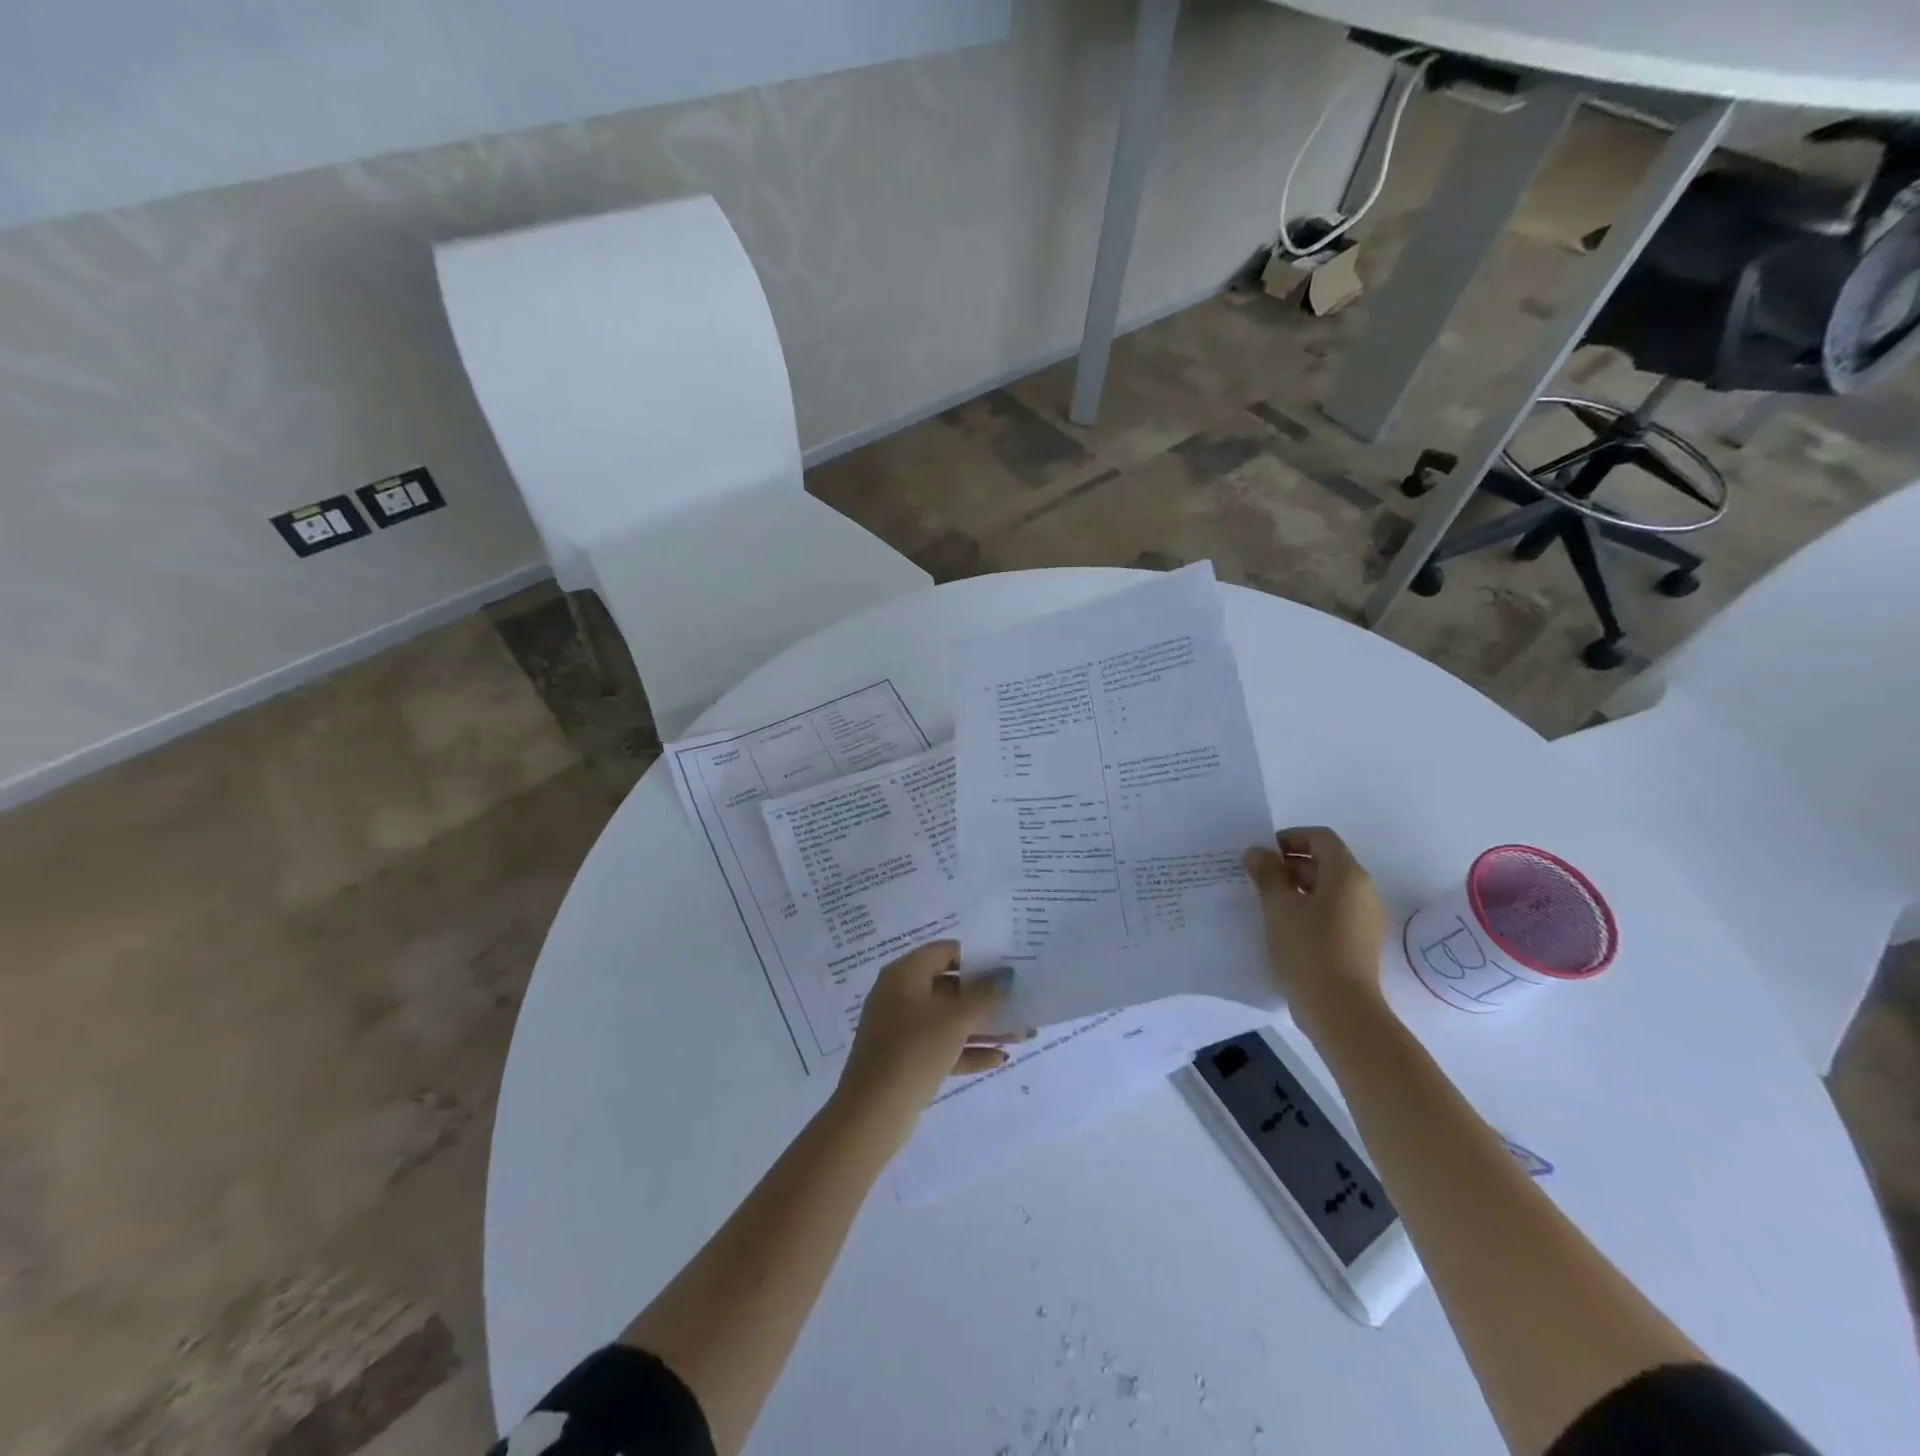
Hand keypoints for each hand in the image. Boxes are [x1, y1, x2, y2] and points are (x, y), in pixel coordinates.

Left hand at [831, 940, 1029, 1137]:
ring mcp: (901, 1029)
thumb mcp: (956, 1018)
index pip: (944, 952)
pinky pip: (941, 1046)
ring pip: (948, 1020)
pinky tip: (999, 1059)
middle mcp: (900, 995)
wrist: (874, 1110)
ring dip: (983, 1027)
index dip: (976, 957)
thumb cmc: (915, 1049)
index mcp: (905, 974)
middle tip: (1019, 1002)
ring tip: (1021, 1034)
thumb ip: (984, 994)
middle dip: (987, 998)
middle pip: (949, 988)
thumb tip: (1005, 976)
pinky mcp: (906, 1059)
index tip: (1006, 966)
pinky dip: (967, 1049)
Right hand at [1242, 826, 1389, 1038]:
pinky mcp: (1359, 942)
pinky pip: (1331, 913)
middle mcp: (1363, 892)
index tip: (1262, 854)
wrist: (1340, 1009)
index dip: (1290, 838)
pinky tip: (1282, 927)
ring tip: (1265, 903)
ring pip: (1327, 890)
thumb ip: (1266, 873)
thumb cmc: (1309, 948)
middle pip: (1325, 863)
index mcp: (1348, 875)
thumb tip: (1257, 853)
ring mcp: (1364, 919)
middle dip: (1289, 864)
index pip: (1321, 838)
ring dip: (1296, 888)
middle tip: (1256, 878)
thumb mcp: (1278, 906)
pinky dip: (1308, 910)